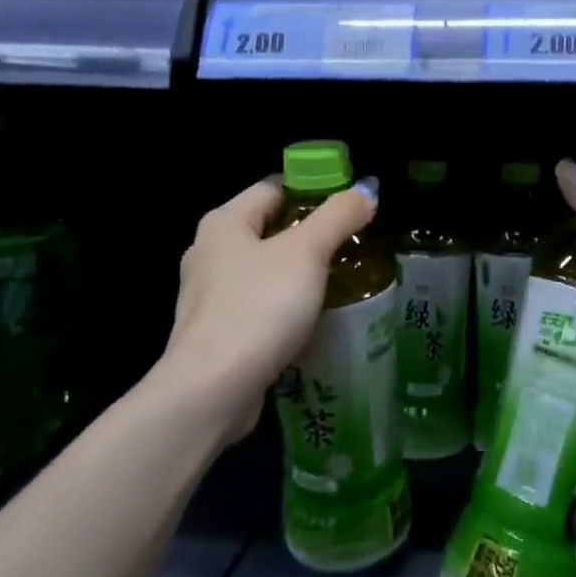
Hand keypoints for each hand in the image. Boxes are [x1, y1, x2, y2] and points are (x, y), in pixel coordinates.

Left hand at [163, 175, 378, 438]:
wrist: (213, 389)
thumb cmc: (259, 307)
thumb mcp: (307, 252)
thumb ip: (338, 216)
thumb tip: (368, 189)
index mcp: (224, 222)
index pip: (274, 187)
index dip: (314, 189)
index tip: (351, 206)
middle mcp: (209, 252)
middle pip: (269, 229)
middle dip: (311, 235)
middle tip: (354, 244)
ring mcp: (208, 295)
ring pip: (264, 271)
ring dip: (300, 274)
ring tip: (342, 282)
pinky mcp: (215, 332)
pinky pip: (258, 306)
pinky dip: (285, 307)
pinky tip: (312, 319)